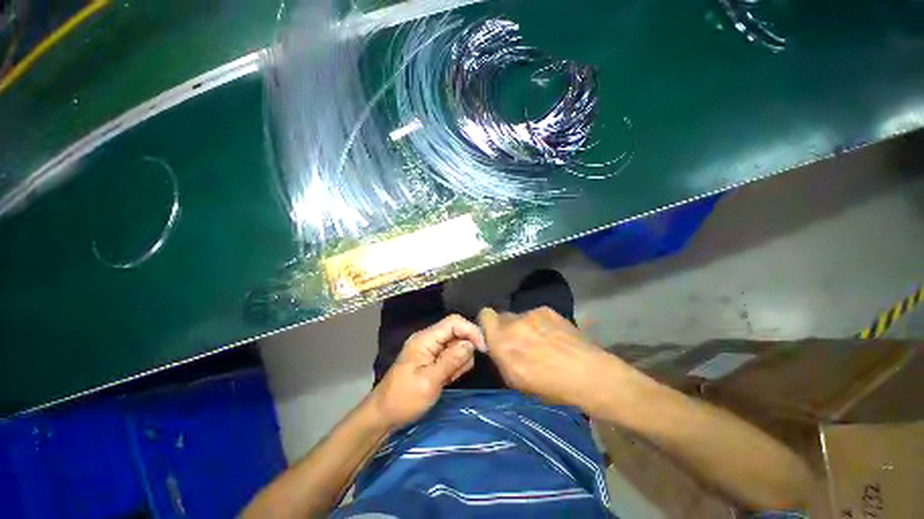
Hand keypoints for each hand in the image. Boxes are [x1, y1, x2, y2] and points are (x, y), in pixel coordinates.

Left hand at [367, 314, 484, 428]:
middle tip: (457, 373)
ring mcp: (431, 348)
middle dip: (464, 350)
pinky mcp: (433, 358)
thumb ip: (451, 361)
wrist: (384, 415)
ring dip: (459, 361)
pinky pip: (452, 355)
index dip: (471, 330)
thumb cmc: (404, 399)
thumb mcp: (429, 382)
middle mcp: (429, 339)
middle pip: (457, 332)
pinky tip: (447, 380)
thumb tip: (471, 344)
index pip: (454, 322)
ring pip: (457, 344)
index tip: (483, 349)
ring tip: (449, 379)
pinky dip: (455, 366)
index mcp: (425, 339)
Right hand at [478, 307, 631, 412]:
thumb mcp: (515, 381)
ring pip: (520, 317)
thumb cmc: (550, 387)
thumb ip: (500, 357)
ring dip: (524, 327)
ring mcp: (532, 313)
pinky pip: (536, 315)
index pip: (484, 315)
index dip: (487, 324)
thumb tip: (495, 345)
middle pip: (502, 316)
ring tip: (542, 343)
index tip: (494, 337)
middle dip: (506, 328)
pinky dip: (539, 324)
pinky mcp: (548, 310)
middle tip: (520, 343)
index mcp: (502, 340)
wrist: (589, 374)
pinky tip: (554, 338)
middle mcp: (514, 322)